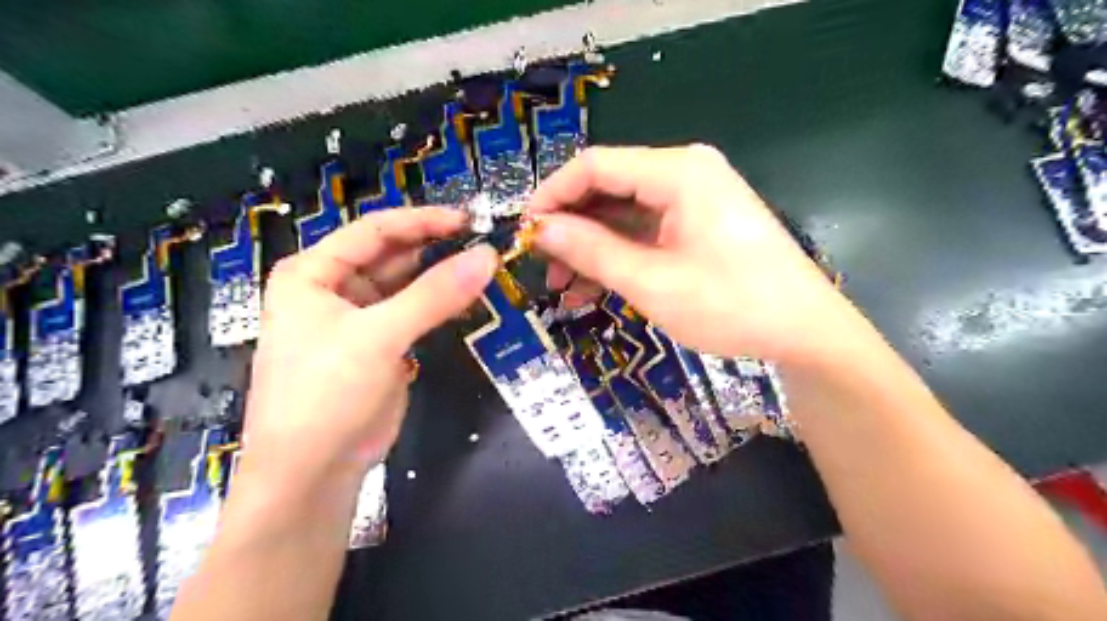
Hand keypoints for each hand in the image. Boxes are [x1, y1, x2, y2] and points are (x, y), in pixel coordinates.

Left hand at [245, 208, 496, 484]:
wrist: (312, 473)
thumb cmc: (326, 394)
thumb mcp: (379, 337)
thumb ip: (435, 295)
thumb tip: (487, 257)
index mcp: (313, 273)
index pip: (374, 231)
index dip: (422, 221)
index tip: (468, 221)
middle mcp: (332, 289)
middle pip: (391, 255)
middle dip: (435, 249)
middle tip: (483, 245)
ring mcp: (359, 319)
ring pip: (406, 285)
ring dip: (440, 278)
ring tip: (482, 270)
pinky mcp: (381, 346)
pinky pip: (414, 314)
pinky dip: (439, 307)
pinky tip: (467, 302)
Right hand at [527, 142, 855, 363]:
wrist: (805, 332)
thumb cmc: (731, 304)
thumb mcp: (652, 281)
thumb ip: (591, 251)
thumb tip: (540, 229)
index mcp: (677, 171)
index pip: (594, 165)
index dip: (552, 195)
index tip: (524, 231)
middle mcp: (684, 173)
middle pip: (608, 188)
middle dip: (570, 228)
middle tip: (542, 267)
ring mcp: (693, 199)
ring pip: (623, 214)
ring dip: (591, 248)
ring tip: (563, 288)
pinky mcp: (697, 224)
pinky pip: (645, 232)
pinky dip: (618, 256)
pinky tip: (594, 287)